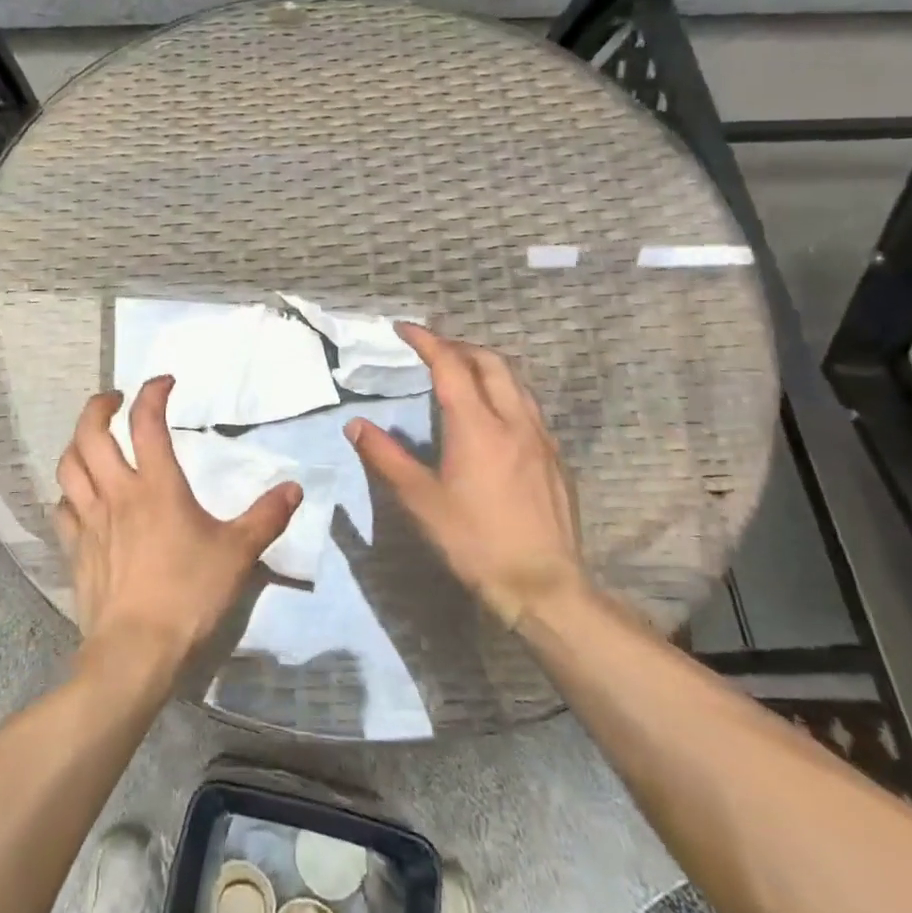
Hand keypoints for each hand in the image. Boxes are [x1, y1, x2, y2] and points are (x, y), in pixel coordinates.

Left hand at [54, 376, 302, 683]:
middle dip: (99, 406)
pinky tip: (79, 497)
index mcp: (157, 486)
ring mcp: (89, 520)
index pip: (146, 422)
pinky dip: (69, 492)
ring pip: (68, 465)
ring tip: (92, 440)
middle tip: (115, 400)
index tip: (164, 382)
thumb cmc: (189, 594)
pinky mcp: (75, 548)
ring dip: (77, 443)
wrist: (136, 650)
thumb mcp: (238, 554)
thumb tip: (294, 488)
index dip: (152, 393)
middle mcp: (117, 492)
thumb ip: (266, 517)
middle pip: (90, 433)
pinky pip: (62, 508)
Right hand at [346, 325, 582, 629]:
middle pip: (490, 362)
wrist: (543, 584)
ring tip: (461, 373)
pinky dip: (505, 392)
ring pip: (516, 382)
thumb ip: (386, 457)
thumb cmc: (474, 541)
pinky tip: (493, 415)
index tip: (405, 328)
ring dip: (486, 366)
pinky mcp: (555, 458)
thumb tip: (356, 425)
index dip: (426, 341)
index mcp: (476, 426)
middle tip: (432, 349)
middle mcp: (513, 420)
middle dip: (459, 346)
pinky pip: (529, 406)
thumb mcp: (420, 500)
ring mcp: (540, 438)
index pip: (450, 366)